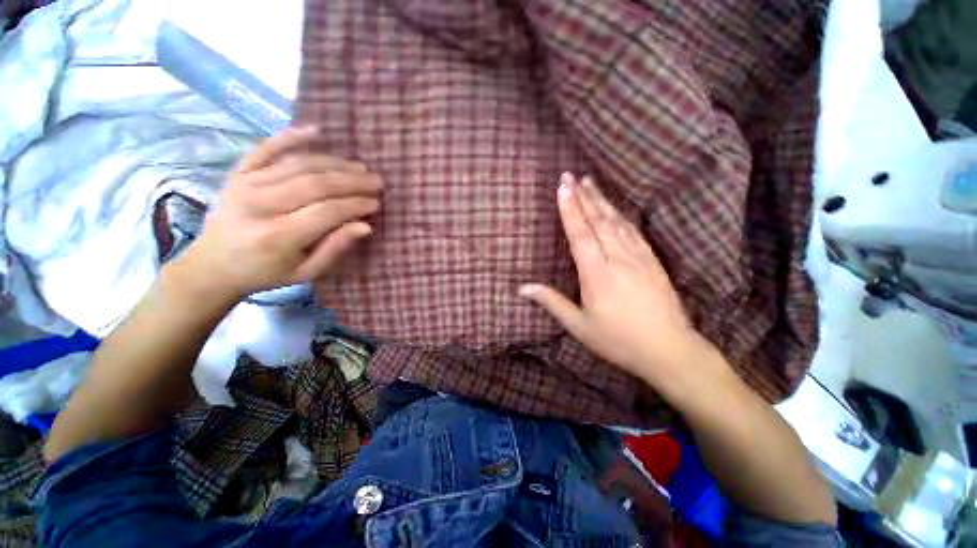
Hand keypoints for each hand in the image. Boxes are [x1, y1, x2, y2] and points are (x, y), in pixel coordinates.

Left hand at [178, 126, 381, 299]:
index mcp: (277, 236)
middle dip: (352, 181)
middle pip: (315, 184)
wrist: (213, 265)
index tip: (376, 203)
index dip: (355, 205)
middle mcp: (260, 205)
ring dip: (335, 163)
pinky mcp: (238, 172)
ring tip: (360, 167)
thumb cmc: (265, 272)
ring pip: (299, 165)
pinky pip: (266, 148)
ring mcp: (245, 184)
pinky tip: (317, 131)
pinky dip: (292, 137)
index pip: (327, 211)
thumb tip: (365, 226)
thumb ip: (335, 249)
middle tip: (376, 181)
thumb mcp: (306, 272)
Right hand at [520, 173, 713, 386]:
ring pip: (617, 222)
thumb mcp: (579, 326)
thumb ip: (551, 302)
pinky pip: (633, 231)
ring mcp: (639, 257)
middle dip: (584, 196)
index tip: (562, 187)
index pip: (580, 234)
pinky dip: (621, 215)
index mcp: (597, 275)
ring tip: (590, 182)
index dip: (570, 209)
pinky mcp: (652, 260)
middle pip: (599, 221)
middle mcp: (618, 259)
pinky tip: (615, 207)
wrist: (669, 349)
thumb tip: (523, 288)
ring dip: (602, 200)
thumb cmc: (618, 340)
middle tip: (571, 175)